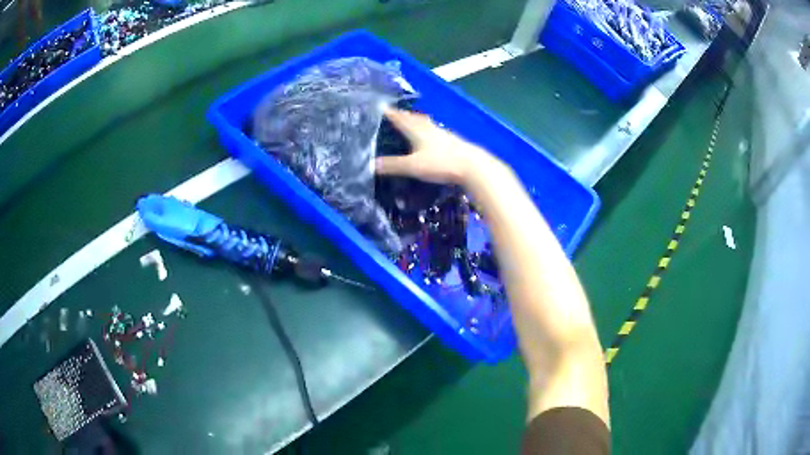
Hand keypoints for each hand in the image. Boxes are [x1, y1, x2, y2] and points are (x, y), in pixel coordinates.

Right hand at [375, 109, 502, 185]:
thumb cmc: (441, 163)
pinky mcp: (452, 141)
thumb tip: (370, 165)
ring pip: (425, 123)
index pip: (399, 118)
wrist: (472, 166)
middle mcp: (429, 127)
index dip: (389, 112)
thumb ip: (392, 165)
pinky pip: (434, 131)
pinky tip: (430, 135)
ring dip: (415, 121)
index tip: (379, 106)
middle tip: (393, 112)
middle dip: (402, 115)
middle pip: (412, 118)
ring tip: (410, 120)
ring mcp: (442, 133)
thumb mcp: (413, 166)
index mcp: (417, 129)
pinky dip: (427, 130)